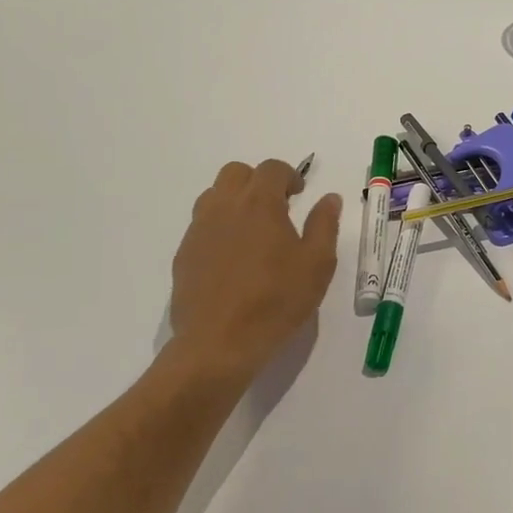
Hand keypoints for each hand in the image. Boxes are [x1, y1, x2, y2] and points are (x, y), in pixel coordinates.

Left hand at [169, 159, 341, 378]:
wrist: (218, 344)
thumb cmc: (276, 301)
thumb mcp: (317, 264)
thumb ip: (324, 225)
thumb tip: (329, 198)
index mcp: (259, 203)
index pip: (271, 168)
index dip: (288, 175)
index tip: (299, 195)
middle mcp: (224, 207)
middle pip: (236, 173)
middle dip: (258, 181)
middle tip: (277, 207)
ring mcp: (198, 230)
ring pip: (213, 196)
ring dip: (235, 201)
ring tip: (253, 231)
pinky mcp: (184, 255)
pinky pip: (201, 226)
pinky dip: (219, 228)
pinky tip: (233, 259)